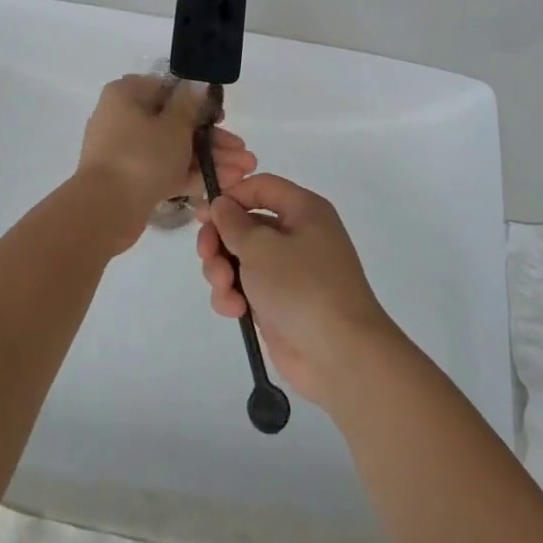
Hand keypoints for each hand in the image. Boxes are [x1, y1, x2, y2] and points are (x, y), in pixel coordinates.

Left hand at [71, 76, 256, 253]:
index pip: (168, 89)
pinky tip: (225, 184)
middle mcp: (123, 118)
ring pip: (174, 149)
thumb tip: (197, 82)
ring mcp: (127, 151)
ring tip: (244, 172)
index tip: (223, 117)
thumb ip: (190, 104)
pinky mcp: (132, 179)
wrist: (105, 210)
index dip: (199, 102)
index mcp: (127, 95)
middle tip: (244, 153)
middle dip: (213, 139)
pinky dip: (192, 175)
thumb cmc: (141, 156)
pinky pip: (166, 170)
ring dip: (209, 159)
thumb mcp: (174, 125)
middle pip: (175, 123)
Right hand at [194, 174, 396, 404]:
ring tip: (224, 288)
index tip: (203, 214)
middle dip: (220, 240)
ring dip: (223, 271)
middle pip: (245, 224)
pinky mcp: (279, 303)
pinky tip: (234, 310)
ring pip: (241, 258)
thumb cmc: (302, 287)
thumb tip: (221, 204)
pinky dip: (234, 295)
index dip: (231, 196)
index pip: (261, 187)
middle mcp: (298, 235)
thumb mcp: (261, 247)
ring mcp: (288, 271)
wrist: (340, 355)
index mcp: (303, 210)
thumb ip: (233, 222)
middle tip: (206, 255)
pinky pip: (247, 288)